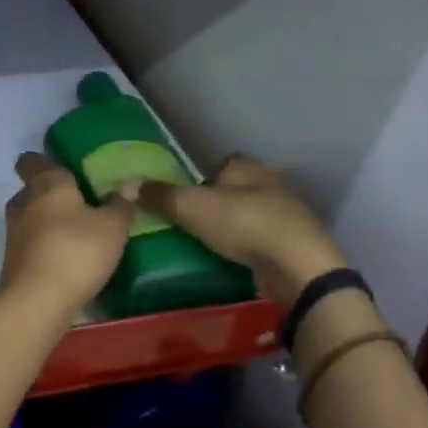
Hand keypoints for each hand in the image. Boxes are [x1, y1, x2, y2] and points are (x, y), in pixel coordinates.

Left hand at [0, 152, 133, 319]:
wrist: (36, 301)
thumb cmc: (76, 252)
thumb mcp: (112, 228)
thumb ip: (120, 204)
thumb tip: (128, 183)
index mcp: (46, 183)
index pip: (31, 160)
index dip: (44, 161)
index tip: (65, 170)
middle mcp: (23, 201)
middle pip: (34, 189)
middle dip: (54, 196)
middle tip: (83, 205)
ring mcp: (13, 232)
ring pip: (32, 217)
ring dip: (50, 223)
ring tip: (79, 235)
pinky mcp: (12, 259)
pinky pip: (31, 243)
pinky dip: (45, 246)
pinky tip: (68, 260)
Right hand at [129, 153, 348, 303]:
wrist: (298, 264)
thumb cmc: (243, 224)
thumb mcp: (191, 207)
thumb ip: (160, 196)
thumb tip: (127, 184)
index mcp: (247, 167)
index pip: (223, 162)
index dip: (205, 177)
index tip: (189, 198)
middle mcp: (272, 181)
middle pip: (240, 187)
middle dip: (223, 201)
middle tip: (198, 222)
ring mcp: (290, 212)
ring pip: (257, 211)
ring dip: (241, 224)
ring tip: (216, 243)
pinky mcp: (300, 241)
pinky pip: (269, 237)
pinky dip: (256, 245)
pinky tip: (241, 259)